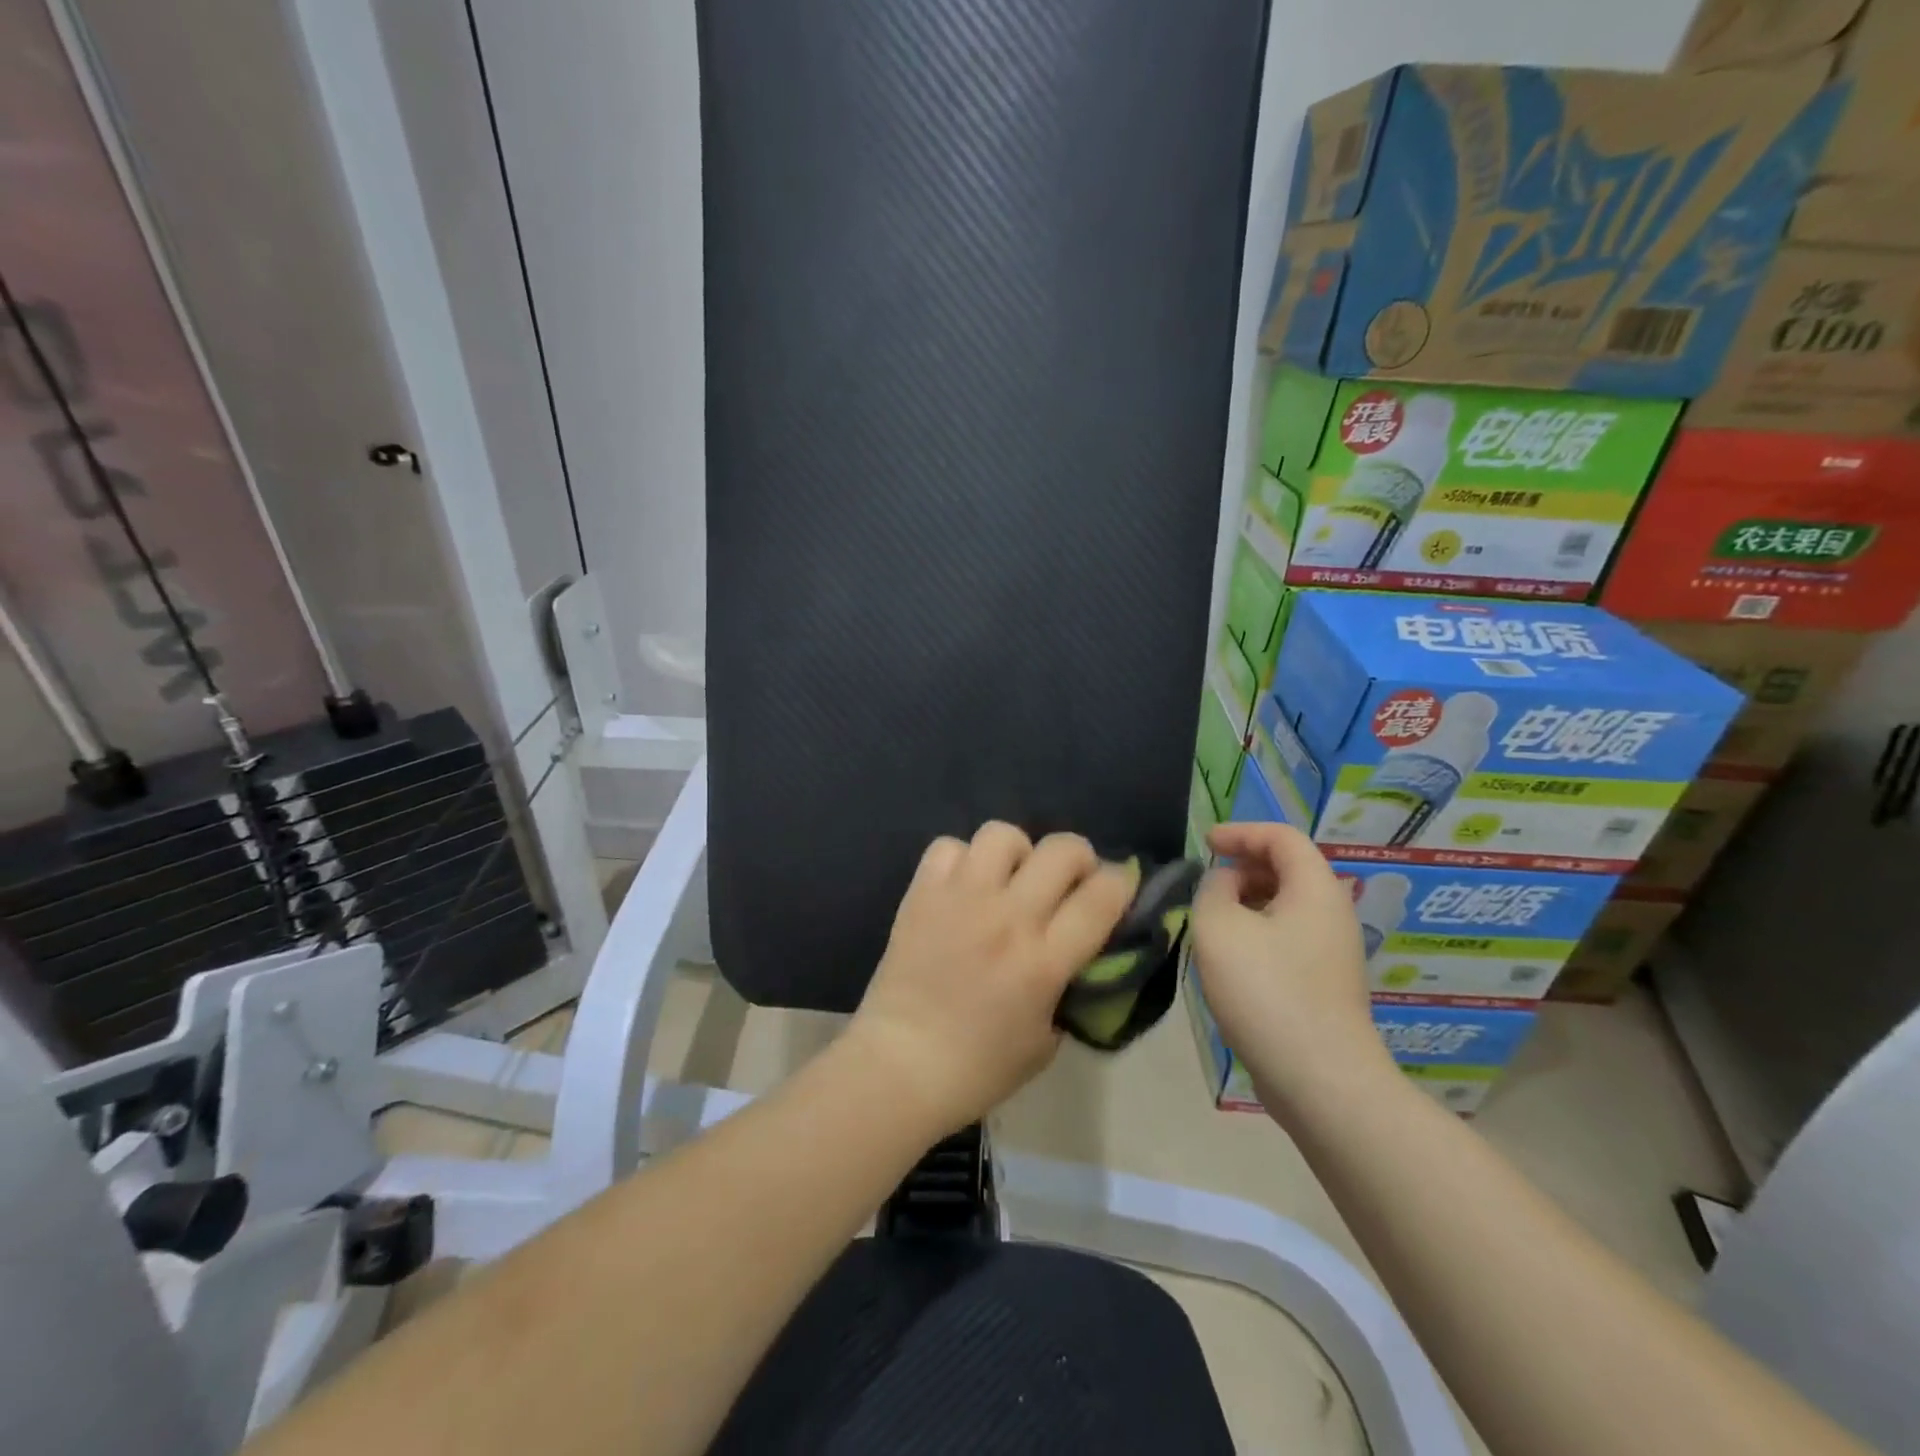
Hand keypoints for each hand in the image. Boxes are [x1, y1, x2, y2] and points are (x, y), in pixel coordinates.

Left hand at [848, 823, 1137, 1134]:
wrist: (899, 1065)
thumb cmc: (978, 1068)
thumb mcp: (1046, 1041)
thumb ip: (1066, 990)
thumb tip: (1075, 954)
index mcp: (1044, 960)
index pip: (1102, 896)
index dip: (1122, 883)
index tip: (1120, 888)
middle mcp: (1007, 916)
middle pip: (1061, 850)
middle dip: (1079, 858)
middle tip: (1069, 882)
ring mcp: (961, 898)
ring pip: (1003, 835)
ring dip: (1018, 853)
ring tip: (1010, 879)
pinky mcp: (922, 893)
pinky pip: (948, 847)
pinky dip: (962, 860)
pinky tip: (963, 886)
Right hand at [1191, 822, 1393, 1112]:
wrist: (1319, 1079)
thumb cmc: (1267, 991)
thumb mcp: (1219, 927)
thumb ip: (1213, 889)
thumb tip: (1225, 884)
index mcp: (1315, 889)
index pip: (1282, 837)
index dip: (1241, 832)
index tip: (1206, 843)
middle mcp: (1332, 914)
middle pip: (1288, 869)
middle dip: (1244, 866)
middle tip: (1207, 883)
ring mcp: (1332, 953)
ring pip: (1286, 907)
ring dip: (1247, 903)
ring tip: (1212, 921)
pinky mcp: (1325, 985)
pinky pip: (1288, 939)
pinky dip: (1257, 932)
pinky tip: (1231, 961)